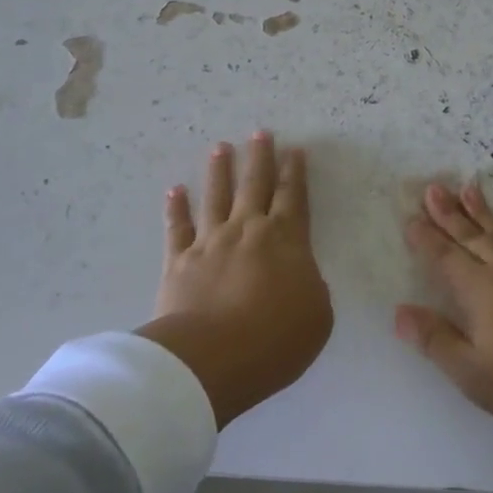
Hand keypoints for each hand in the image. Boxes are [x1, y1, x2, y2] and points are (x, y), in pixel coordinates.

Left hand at [137, 133, 332, 427]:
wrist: (210, 360)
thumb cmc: (274, 340)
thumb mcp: (317, 316)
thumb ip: (312, 287)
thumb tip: (301, 277)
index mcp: (287, 239)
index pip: (293, 196)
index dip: (295, 171)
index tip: (294, 149)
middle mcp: (248, 230)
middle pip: (255, 184)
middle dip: (260, 157)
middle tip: (260, 132)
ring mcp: (211, 242)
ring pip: (216, 196)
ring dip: (219, 170)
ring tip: (220, 147)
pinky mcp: (179, 262)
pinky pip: (177, 228)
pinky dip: (176, 208)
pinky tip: (175, 190)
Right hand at [396, 182, 492, 468]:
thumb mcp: (472, 373)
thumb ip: (435, 338)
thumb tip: (399, 311)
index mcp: (480, 292)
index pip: (445, 257)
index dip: (426, 238)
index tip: (410, 217)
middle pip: (471, 236)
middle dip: (448, 213)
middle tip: (432, 187)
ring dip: (483, 209)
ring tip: (468, 186)